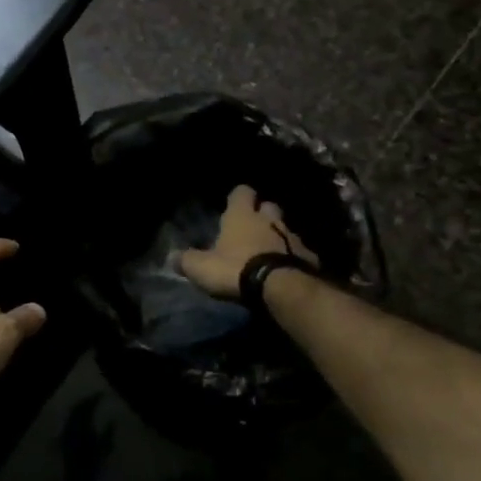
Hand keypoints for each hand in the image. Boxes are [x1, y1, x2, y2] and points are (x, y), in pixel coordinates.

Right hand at [178, 185, 320, 300]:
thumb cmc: (235, 269)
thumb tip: (171, 257)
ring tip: (268, 251)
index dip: (238, 197)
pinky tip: (287, 268)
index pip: (242, 192)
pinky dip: (293, 257)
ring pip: (285, 229)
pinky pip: (300, 252)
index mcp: (241, 216)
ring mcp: (292, 237)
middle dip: (262, 213)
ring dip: (278, 236)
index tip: (233, 203)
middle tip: (252, 226)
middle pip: (269, 206)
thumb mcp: (201, 267)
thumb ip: (186, 260)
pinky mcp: (309, 257)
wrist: (280, 289)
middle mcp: (269, 220)